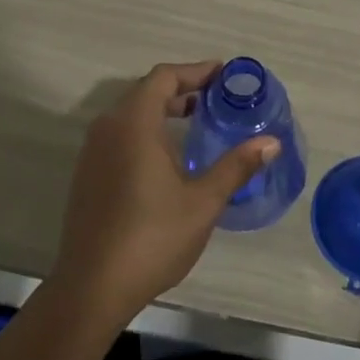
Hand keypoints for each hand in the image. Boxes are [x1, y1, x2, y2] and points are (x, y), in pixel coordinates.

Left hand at [53, 61, 278, 321]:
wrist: (92, 288)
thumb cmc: (152, 238)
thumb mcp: (203, 202)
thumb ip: (236, 166)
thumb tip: (272, 142)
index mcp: (134, 123)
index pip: (164, 77)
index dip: (195, 71)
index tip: (224, 75)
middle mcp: (108, 127)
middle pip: (146, 91)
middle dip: (181, 89)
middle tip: (215, 98)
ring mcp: (92, 152)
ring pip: (130, 113)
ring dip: (162, 110)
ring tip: (196, 121)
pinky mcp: (87, 174)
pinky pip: (119, 134)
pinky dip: (145, 130)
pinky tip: (166, 156)